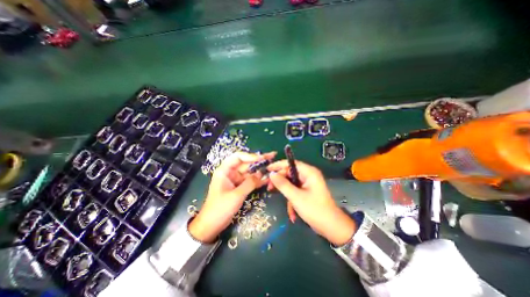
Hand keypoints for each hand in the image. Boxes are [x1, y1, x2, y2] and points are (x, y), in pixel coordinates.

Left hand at [189, 152, 274, 241]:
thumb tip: (261, 174)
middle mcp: (230, 173)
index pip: (238, 157)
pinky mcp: (239, 187)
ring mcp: (235, 180)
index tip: (262, 158)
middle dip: (259, 160)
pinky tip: (268, 179)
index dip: (250, 156)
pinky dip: (258, 180)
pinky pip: (250, 181)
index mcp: (224, 170)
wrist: (211, 225)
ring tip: (273, 166)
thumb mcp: (236, 195)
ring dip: (260, 170)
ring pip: (250, 172)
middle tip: (272, 156)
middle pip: (246, 163)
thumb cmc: (220, 209)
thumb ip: (249, 183)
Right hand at [269, 160, 355, 245]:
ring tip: (276, 197)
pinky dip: (291, 199)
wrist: (331, 228)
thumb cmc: (315, 210)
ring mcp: (308, 184)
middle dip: (280, 180)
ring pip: (291, 182)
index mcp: (309, 172)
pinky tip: (292, 211)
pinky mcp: (307, 191)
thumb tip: (271, 174)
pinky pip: (295, 190)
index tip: (267, 169)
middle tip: (269, 187)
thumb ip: (283, 184)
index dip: (278, 165)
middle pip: (290, 173)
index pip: (291, 163)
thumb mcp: (296, 197)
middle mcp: (309, 175)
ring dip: (285, 191)